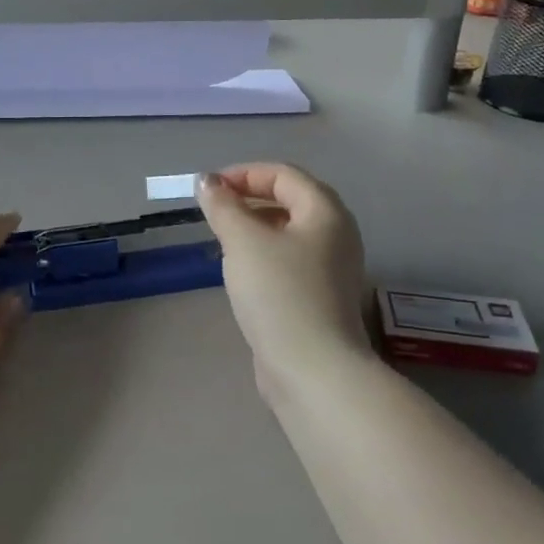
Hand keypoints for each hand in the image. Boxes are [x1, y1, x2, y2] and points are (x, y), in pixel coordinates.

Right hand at [196, 164, 375, 393]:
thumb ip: (223, 206)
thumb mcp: (243, 241)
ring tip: (222, 240)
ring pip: (288, 232)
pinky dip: (264, 254)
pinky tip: (241, 272)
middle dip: (248, 199)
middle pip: (290, 200)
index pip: (284, 174)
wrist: (312, 370)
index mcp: (326, 211)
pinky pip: (290, 260)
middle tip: (213, 212)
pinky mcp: (321, 297)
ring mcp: (332, 268)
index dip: (243, 174)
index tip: (208, 189)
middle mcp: (337, 234)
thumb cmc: (279, 294)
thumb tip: (206, 181)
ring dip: (254, 227)